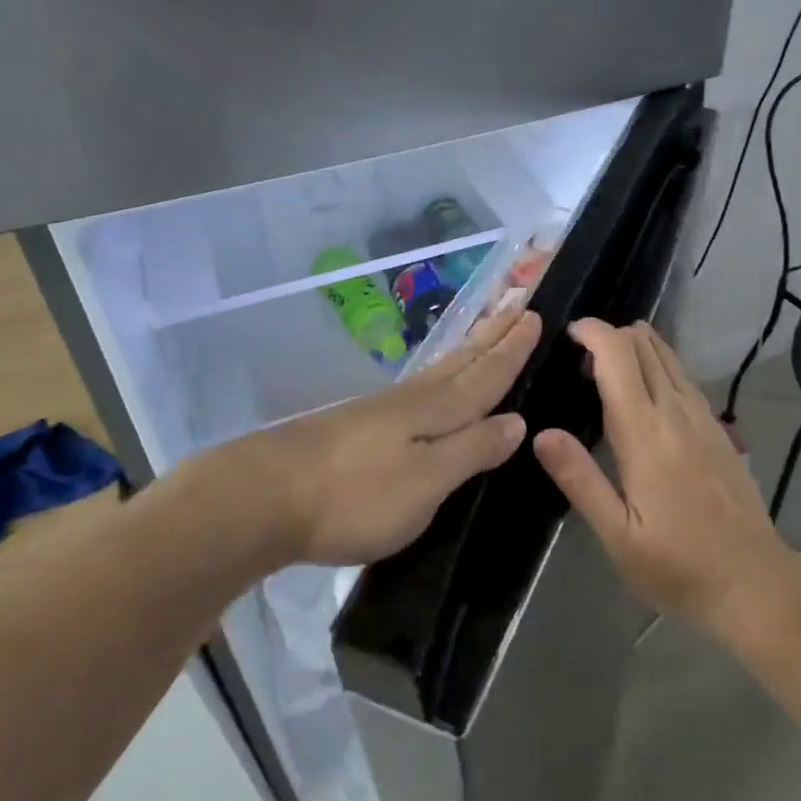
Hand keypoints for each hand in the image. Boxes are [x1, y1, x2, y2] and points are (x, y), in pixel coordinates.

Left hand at [199, 308, 541, 566]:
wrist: (266, 496)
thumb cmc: (357, 495)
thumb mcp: (426, 481)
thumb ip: (472, 449)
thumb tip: (516, 420)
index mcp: (435, 410)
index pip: (486, 375)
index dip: (512, 350)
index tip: (535, 316)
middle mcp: (412, 399)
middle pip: (462, 363)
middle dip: (493, 336)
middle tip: (518, 305)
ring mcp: (381, 409)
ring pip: (438, 371)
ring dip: (467, 349)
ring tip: (486, 330)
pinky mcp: (357, 424)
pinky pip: (417, 386)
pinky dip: (438, 374)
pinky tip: (432, 380)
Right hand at [533, 319, 790, 631]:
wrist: (754, 583)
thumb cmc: (677, 565)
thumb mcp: (617, 534)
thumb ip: (580, 479)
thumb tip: (541, 433)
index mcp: (645, 432)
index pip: (619, 357)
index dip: (594, 332)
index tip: (569, 333)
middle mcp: (676, 412)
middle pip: (645, 347)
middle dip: (611, 335)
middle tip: (580, 355)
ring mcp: (703, 417)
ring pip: (669, 357)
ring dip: (637, 345)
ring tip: (607, 362)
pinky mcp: (718, 429)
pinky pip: (684, 376)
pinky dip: (659, 363)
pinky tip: (648, 385)